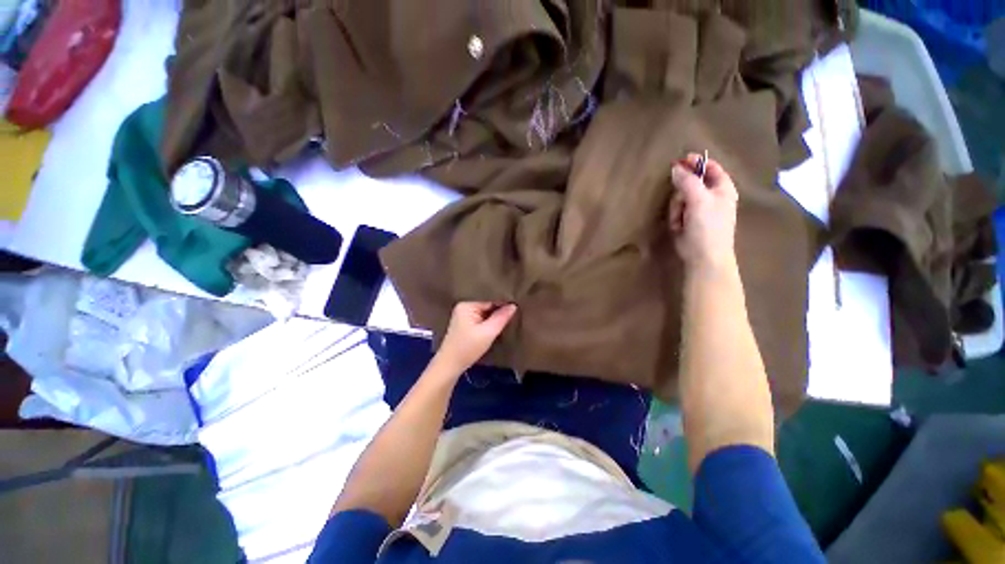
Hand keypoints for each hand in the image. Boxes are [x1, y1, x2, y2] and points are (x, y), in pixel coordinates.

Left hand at [434, 302, 517, 372]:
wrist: (450, 366)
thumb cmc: (467, 348)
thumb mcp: (488, 333)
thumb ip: (501, 318)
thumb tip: (513, 305)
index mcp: (467, 304)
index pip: (490, 299)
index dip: (504, 302)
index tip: (518, 304)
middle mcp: (464, 306)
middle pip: (488, 305)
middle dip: (500, 309)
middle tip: (517, 310)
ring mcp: (464, 315)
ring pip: (485, 312)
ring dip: (495, 316)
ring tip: (511, 316)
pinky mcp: (465, 324)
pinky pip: (481, 318)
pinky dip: (490, 321)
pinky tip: (499, 323)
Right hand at [668, 153, 738, 272]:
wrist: (703, 256)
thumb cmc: (708, 226)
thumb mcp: (699, 200)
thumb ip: (687, 181)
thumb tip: (675, 168)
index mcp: (722, 189)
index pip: (711, 168)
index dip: (697, 163)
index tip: (681, 160)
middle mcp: (711, 197)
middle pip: (690, 183)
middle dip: (681, 192)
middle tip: (680, 201)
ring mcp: (698, 210)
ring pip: (680, 199)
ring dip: (677, 208)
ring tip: (680, 220)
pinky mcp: (687, 221)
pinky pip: (676, 212)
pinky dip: (675, 219)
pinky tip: (678, 227)